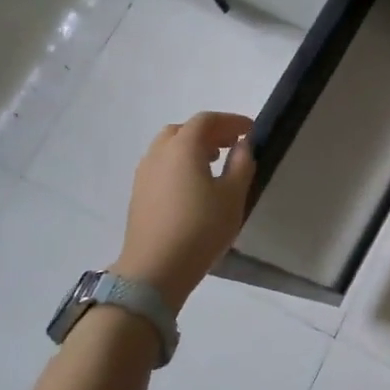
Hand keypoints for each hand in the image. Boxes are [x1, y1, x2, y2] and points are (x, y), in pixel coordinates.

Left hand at [113, 111, 254, 310]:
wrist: (155, 269)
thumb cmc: (201, 228)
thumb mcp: (233, 196)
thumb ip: (242, 164)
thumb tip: (242, 145)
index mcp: (183, 147)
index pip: (207, 120)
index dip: (231, 121)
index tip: (250, 130)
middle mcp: (159, 153)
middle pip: (184, 130)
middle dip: (210, 132)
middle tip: (232, 145)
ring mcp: (144, 173)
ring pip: (169, 147)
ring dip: (192, 147)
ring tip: (214, 164)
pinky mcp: (138, 193)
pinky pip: (161, 165)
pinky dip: (179, 163)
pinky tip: (193, 185)